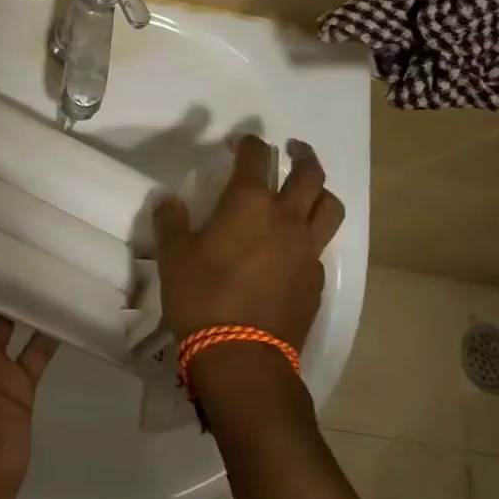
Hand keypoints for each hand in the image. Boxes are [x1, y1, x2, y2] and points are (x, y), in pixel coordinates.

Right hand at [153, 135, 344, 352]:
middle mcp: (286, 219)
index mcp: (249, 204)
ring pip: (329, 208)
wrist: (242, 356)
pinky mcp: (316, 281)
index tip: (238, 141)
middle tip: (292, 149)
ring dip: (320, 192)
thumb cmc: (202, 298)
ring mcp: (307, 251)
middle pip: (310, 174)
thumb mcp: (173, 256)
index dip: (248, 143)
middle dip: (302, 155)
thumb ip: (171, 222)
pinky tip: (293, 249)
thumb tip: (169, 200)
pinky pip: (321, 247)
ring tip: (308, 192)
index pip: (256, 156)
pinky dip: (311, 236)